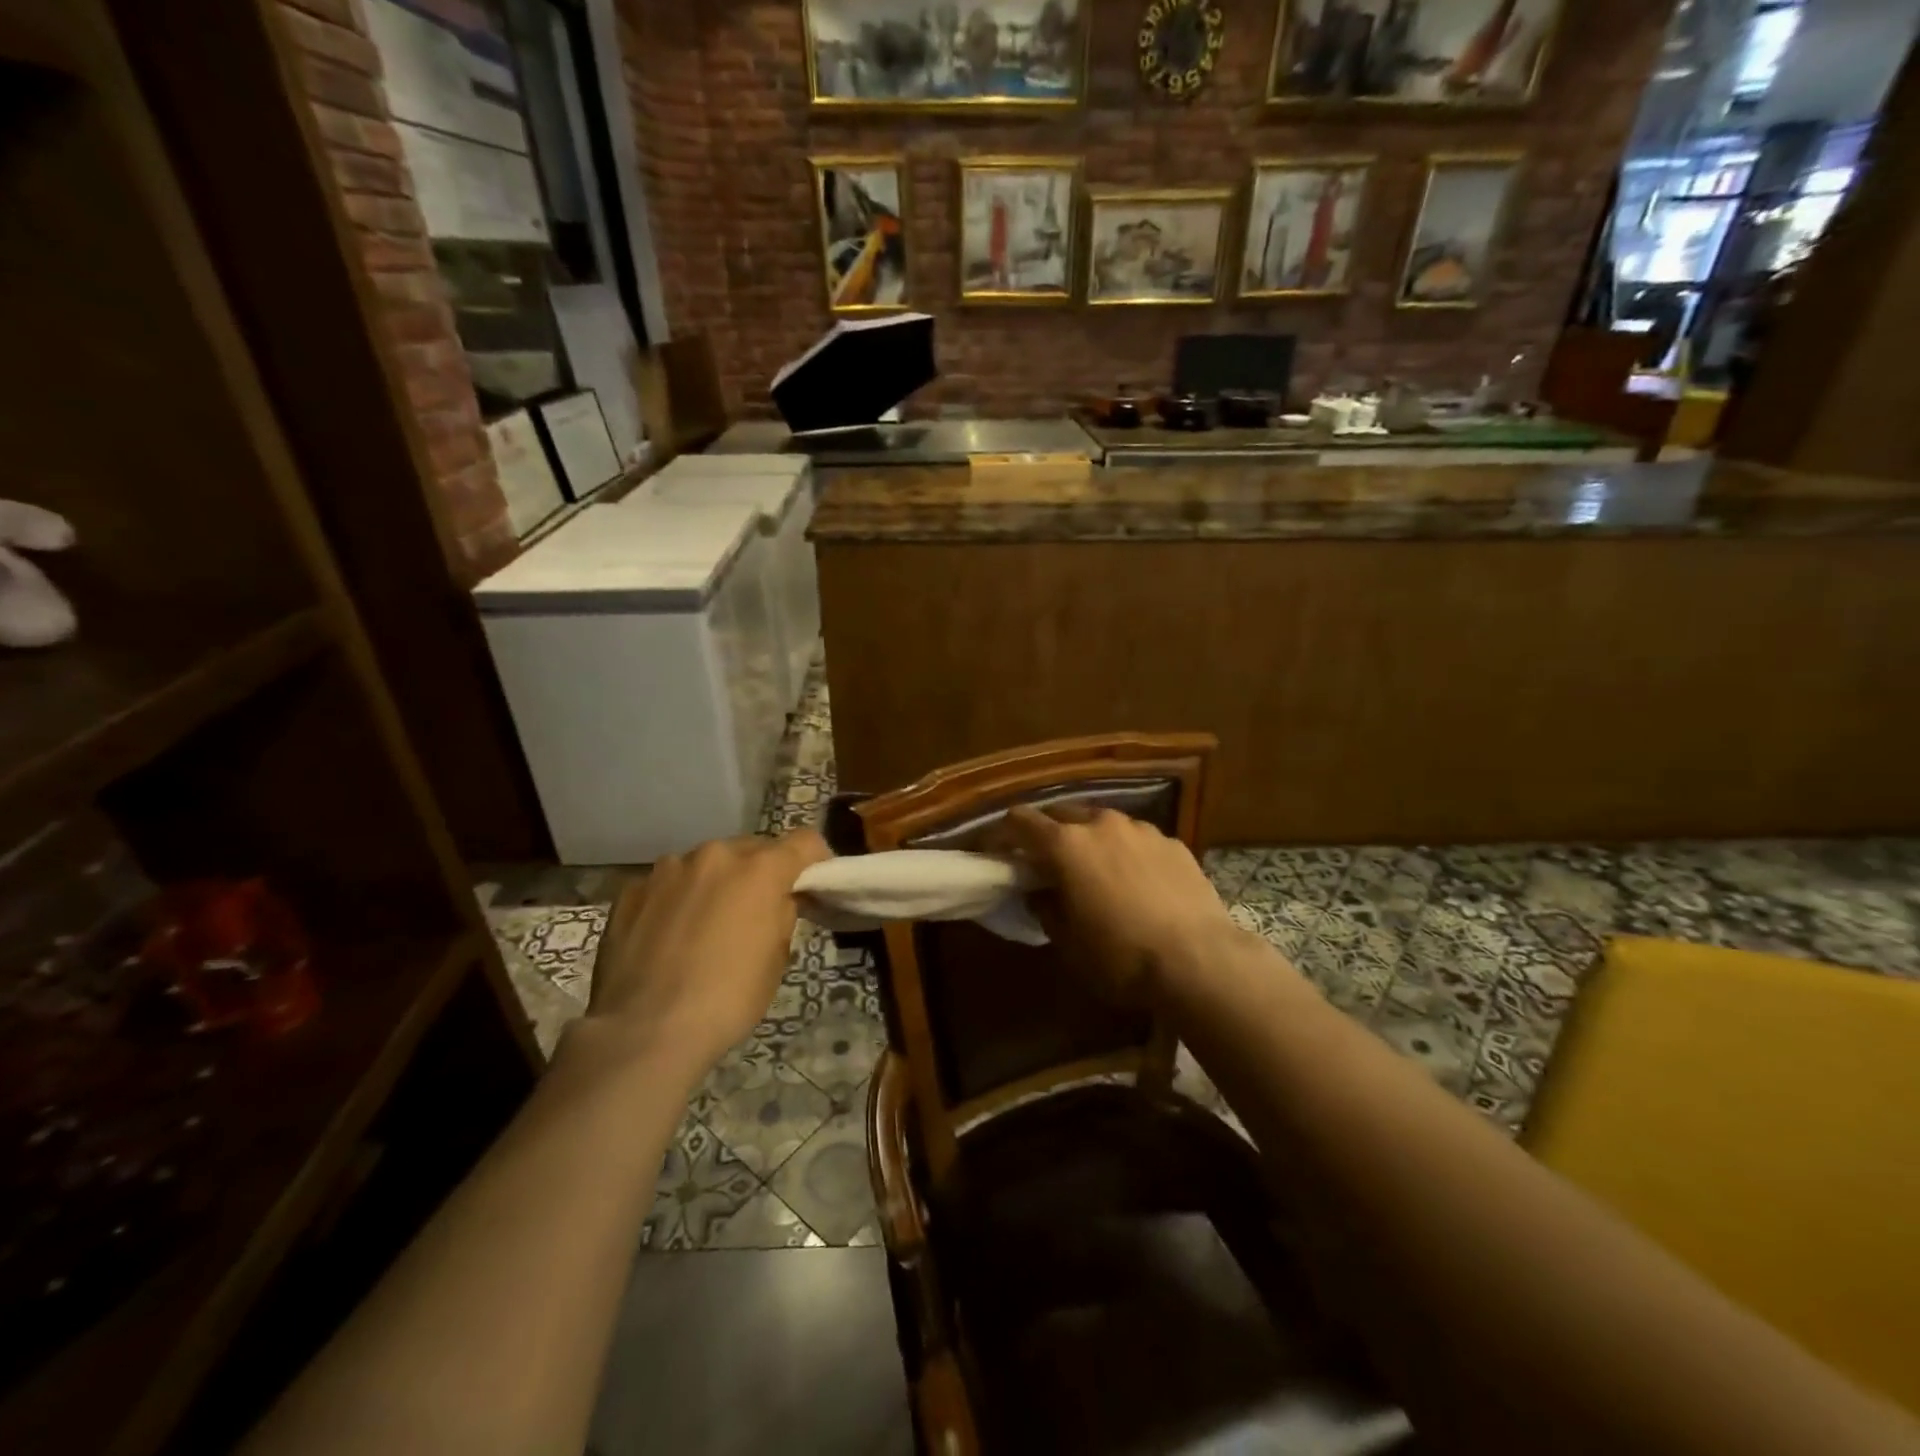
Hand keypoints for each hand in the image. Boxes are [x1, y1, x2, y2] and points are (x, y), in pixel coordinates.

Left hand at [583, 830, 829, 1078]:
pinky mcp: (632, 889)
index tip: (813, 887)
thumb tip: (780, 900)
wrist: (644, 1031)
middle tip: (758, 911)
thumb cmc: (727, 998)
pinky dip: (678, 899)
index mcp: (760, 869)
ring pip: (707, 864)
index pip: (805, 842)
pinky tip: (670, 936)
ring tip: (707, 925)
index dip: (816, 861)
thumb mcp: (776, 959)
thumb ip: (783, 914)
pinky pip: (669, 884)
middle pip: (753, 849)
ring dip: (717, 883)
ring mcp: (668, 869)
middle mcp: (715, 855)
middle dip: (762, 873)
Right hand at [1004, 805, 1242, 1002]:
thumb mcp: (1069, 943)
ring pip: (1102, 822)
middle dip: (1047, 833)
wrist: (1200, 960)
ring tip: (1095, 869)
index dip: (1002, 833)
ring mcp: (1141, 829)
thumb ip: (1046, 908)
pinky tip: (1137, 881)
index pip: (1020, 821)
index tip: (996, 850)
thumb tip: (1040, 893)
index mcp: (1066, 845)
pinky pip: (1136, 839)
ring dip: (1089, 839)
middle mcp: (1101, 824)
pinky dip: (1125, 851)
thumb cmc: (1122, 956)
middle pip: (1061, 813)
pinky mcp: (1173, 842)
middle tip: (1045, 861)